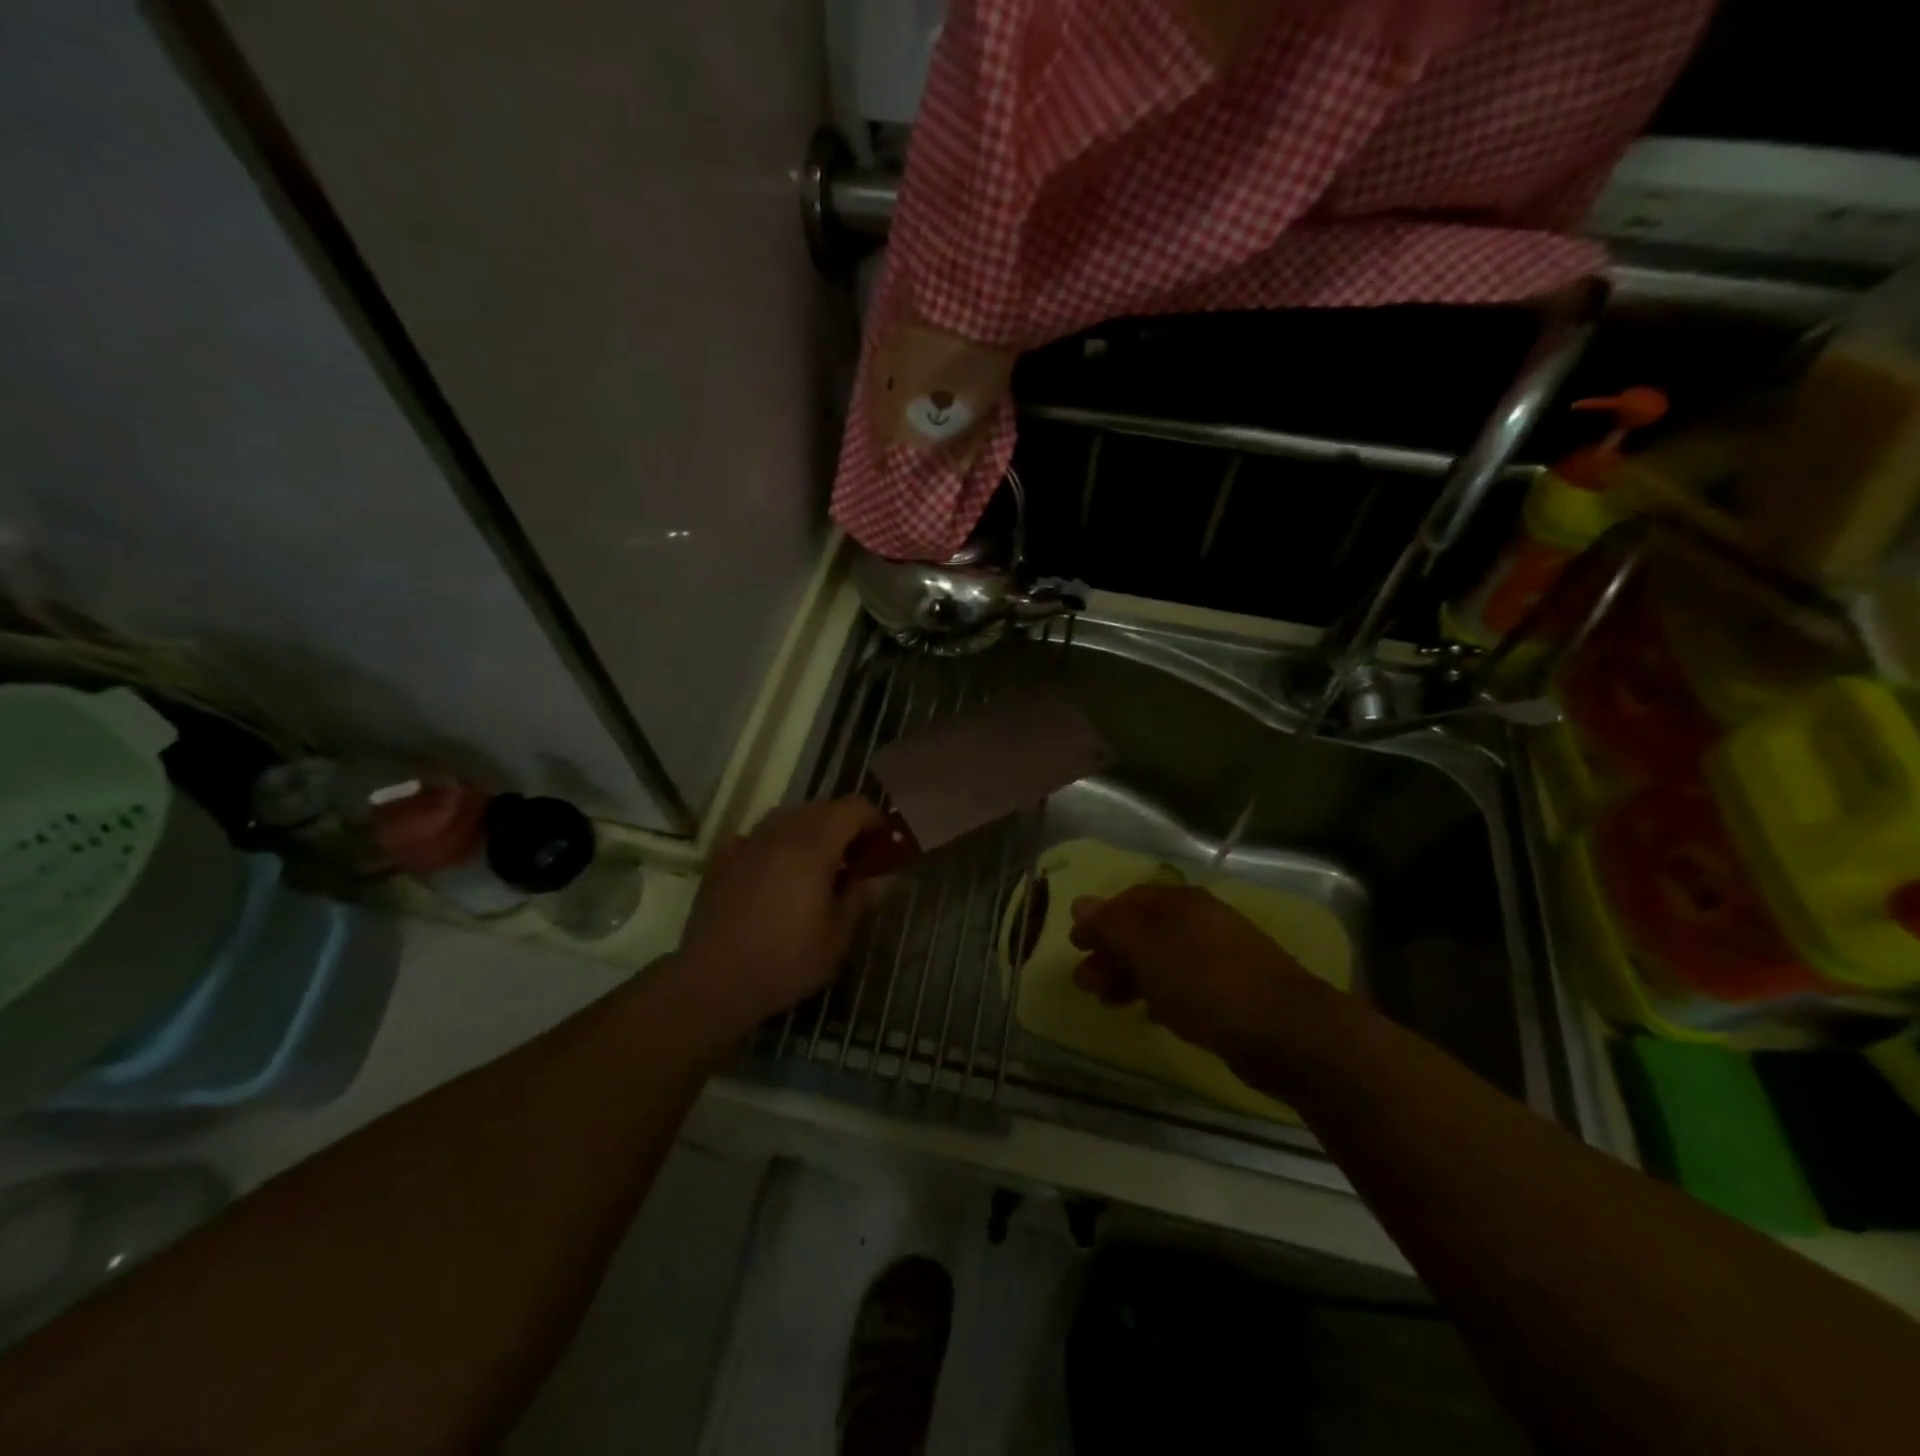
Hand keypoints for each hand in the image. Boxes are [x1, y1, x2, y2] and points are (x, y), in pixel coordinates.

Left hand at [674, 797, 883, 1036]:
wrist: (713, 981)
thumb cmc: (785, 961)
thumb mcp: (836, 937)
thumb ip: (861, 898)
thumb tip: (882, 877)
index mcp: (813, 846)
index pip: (852, 807)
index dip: (874, 820)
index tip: (882, 846)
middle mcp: (780, 833)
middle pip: (820, 806)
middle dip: (843, 825)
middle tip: (854, 860)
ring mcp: (747, 843)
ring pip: (786, 817)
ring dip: (809, 831)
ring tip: (815, 867)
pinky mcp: (722, 860)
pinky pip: (756, 836)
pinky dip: (773, 844)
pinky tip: (774, 873)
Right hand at [1068, 884, 1327, 1068]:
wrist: (1288, 1032)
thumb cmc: (1206, 982)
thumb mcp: (1147, 949)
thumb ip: (1111, 925)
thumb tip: (1080, 903)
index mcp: (1180, 902)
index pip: (1128, 900)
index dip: (1098, 920)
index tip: (1075, 946)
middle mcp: (1199, 922)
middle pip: (1143, 930)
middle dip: (1110, 953)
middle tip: (1086, 984)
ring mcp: (1217, 957)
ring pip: (1160, 959)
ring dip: (1129, 976)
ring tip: (1108, 1003)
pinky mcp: (1229, 992)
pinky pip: (1181, 985)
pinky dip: (1158, 994)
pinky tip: (1148, 1014)